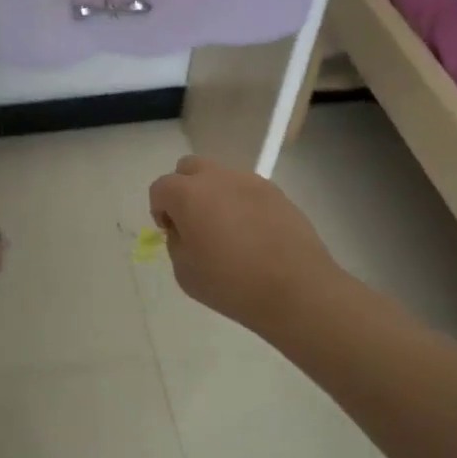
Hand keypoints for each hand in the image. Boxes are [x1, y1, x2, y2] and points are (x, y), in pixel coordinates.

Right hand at [148, 156, 341, 339]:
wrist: (296, 290)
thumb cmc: (231, 284)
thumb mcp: (184, 272)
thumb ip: (176, 242)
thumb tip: (185, 229)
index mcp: (189, 194)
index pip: (160, 188)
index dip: (159, 209)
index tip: (171, 232)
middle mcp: (218, 178)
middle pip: (189, 167)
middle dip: (184, 189)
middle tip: (193, 222)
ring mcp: (251, 182)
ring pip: (221, 177)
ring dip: (215, 195)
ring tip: (227, 230)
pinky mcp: (277, 193)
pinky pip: (248, 191)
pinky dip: (242, 204)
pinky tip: (252, 234)